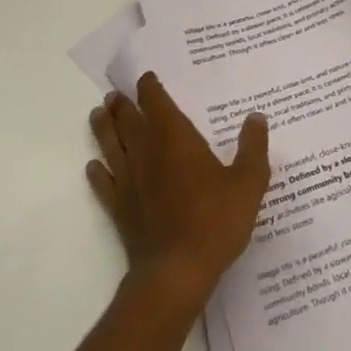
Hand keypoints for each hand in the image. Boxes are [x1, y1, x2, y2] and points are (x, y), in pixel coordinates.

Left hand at [87, 73, 270, 311]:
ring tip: (98, 114)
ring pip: (111, 146)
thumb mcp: (248, 183)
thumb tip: (256, 117)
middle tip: (114, 94)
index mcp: (176, 139)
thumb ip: (253, 148)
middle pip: (129, 120)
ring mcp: (129, 181)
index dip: (150, 88)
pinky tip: (94, 167)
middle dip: (123, 105)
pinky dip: (98, 172)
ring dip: (104, 128)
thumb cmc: (215, 221)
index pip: (157, 103)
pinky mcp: (119, 209)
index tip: (146, 78)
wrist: (176, 273)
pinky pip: (104, 184)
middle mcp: (147, 152)